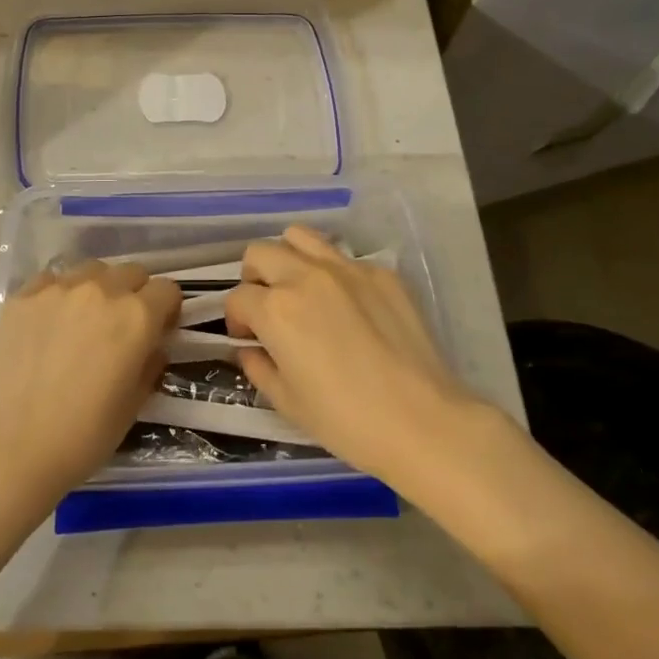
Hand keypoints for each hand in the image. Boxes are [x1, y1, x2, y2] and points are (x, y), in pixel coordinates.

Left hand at [0, 261, 180, 506]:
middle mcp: (101, 290)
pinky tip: (49, 324)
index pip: (167, 290)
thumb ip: (150, 365)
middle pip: (131, 272)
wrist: (10, 448)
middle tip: (122, 327)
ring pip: (92, 270)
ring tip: (84, 320)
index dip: (167, 310)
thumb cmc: (82, 436)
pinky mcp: (23, 296)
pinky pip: (52, 280)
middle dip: (135, 293)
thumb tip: (151, 347)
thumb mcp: (134, 406)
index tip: (158, 330)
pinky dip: (59, 294)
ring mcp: (58, 289)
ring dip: (98, 288)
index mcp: (136, 317)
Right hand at [225, 226, 477, 485]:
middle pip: (260, 253)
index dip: (236, 320)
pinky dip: (333, 273)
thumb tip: (249, 349)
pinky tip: (348, 306)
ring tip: (301, 290)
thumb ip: (258, 367)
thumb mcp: (287, 402)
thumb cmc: (345, 420)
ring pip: (300, 237)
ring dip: (289, 259)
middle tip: (269, 310)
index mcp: (275, 309)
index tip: (249, 340)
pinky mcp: (381, 273)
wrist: (422, 421)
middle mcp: (305, 276)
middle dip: (254, 279)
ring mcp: (346, 269)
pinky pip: (344, 258)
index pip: (237, 297)